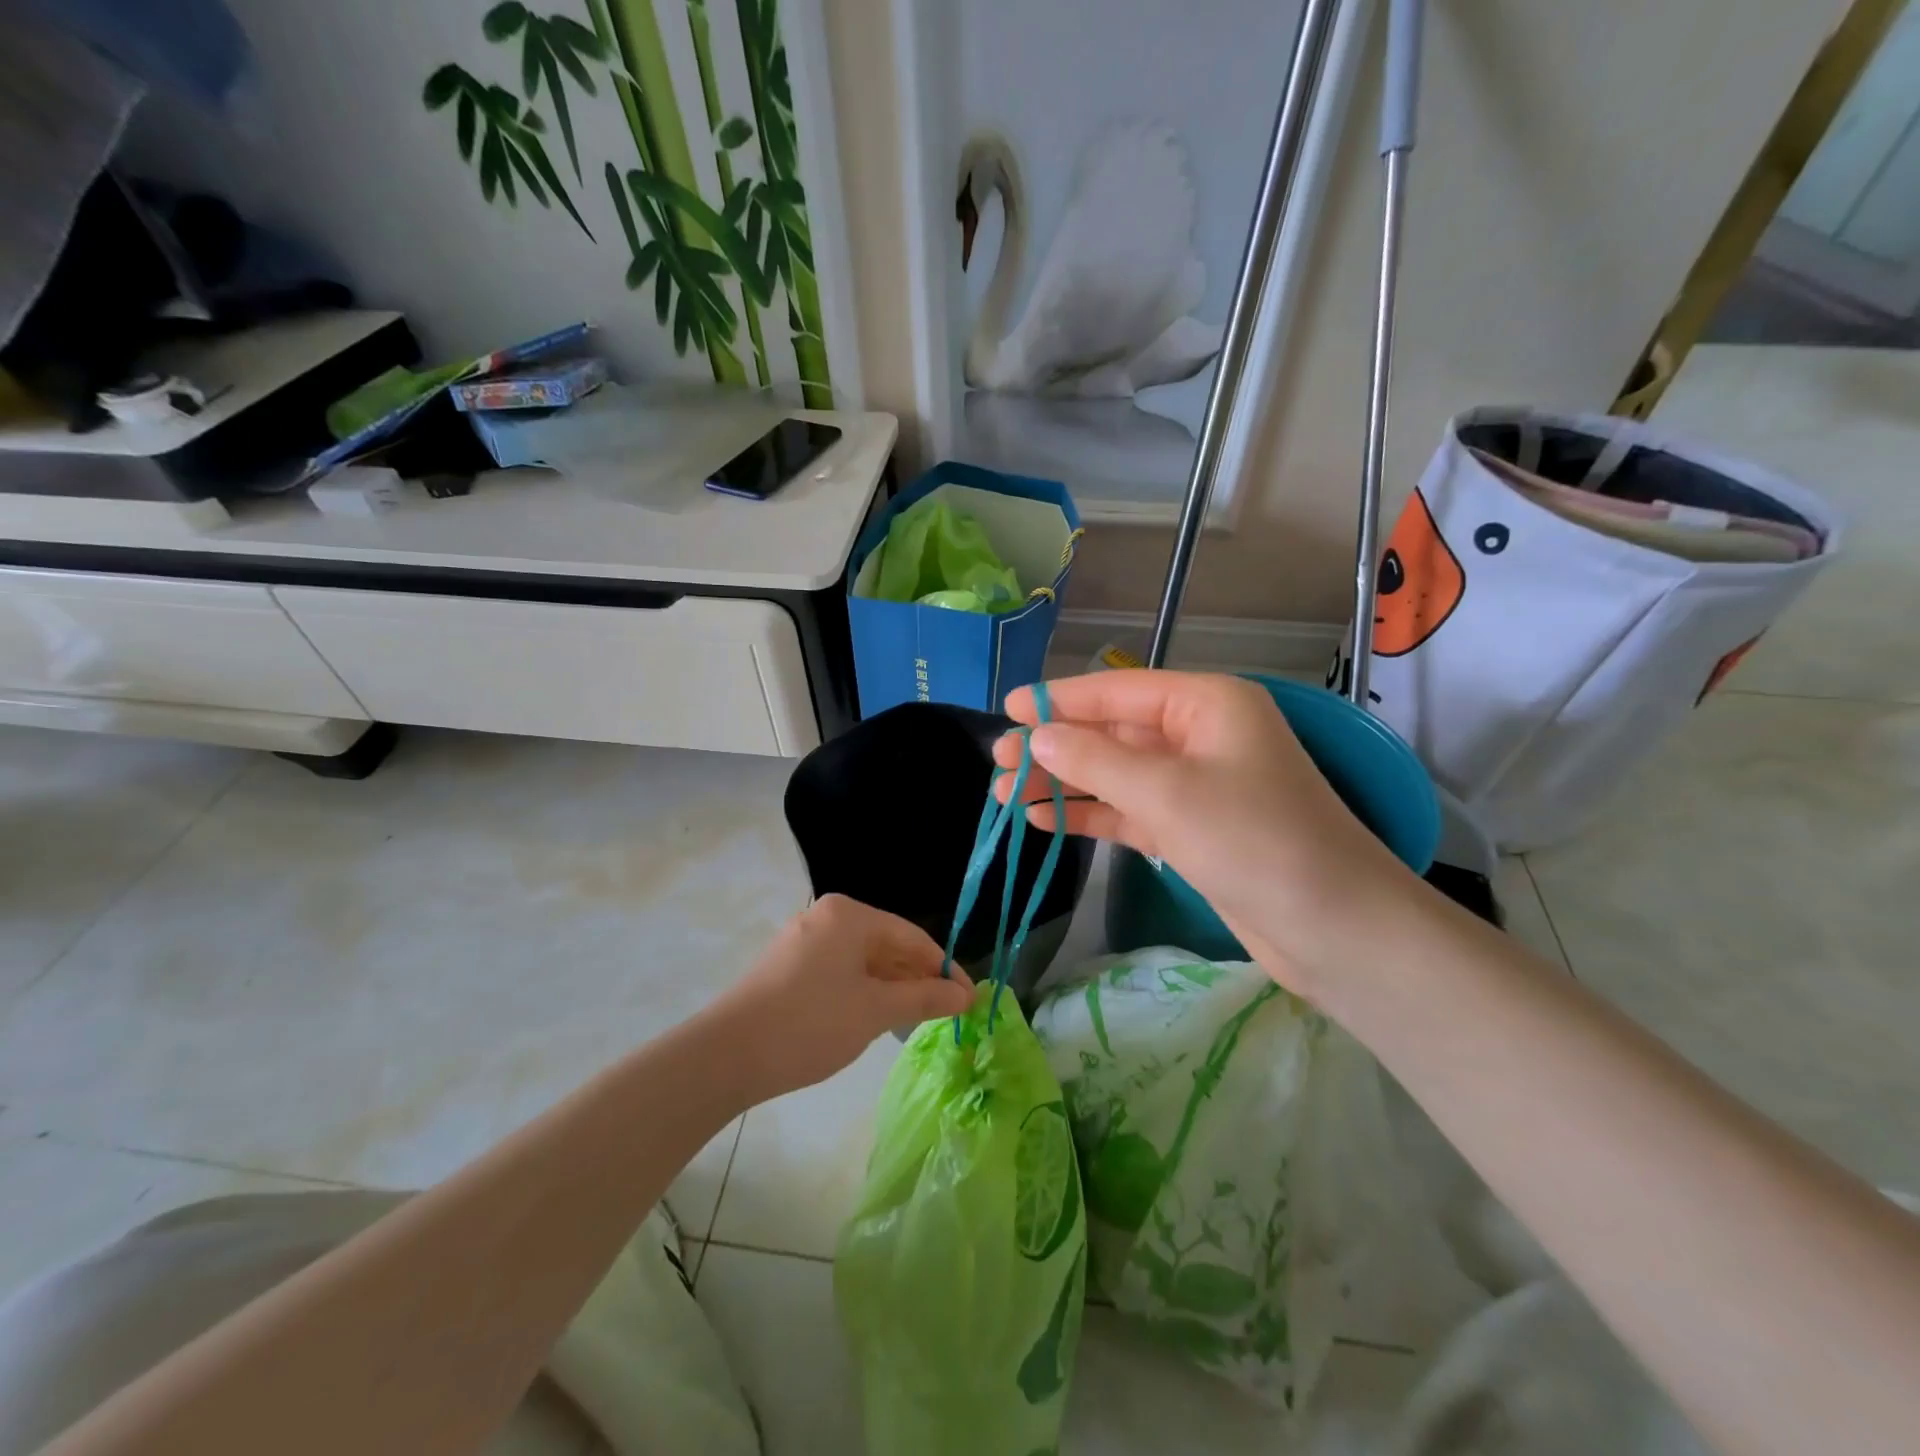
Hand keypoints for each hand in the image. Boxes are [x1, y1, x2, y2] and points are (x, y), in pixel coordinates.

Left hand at [700, 895, 973, 1102]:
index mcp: (849, 915)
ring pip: (864, 961)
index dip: (945, 969)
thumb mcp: (875, 1011)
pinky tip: (878, 1018)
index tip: (970, 1000)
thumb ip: (924, 998)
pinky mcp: (790, 966)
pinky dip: (865, 992)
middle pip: (888, 945)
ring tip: (918, 1021)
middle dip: (918, 979)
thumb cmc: (810, 1023)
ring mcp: (805, 940)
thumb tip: (966, 996)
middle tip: (948, 1015)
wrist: (726, 1055)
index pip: (912, 937)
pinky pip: (842, 971)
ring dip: (893, 988)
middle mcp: (827, 917)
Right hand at [994, 670, 1417, 995]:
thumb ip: (1096, 759)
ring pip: (1115, 774)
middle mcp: (1200, 736)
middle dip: (1055, 746)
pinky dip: (1089, 814)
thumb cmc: (1254, 841)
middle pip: (1112, 731)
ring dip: (1063, 783)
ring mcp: (1196, 786)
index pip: (1118, 689)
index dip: (1059, 699)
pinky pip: (1128, 811)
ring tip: (1002, 794)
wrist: (1334, 929)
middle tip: (997, 761)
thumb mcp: (1167, 793)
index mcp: (1206, 705)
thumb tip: (1037, 736)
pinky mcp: (1191, 830)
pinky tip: (1044, 820)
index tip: (1008, 707)